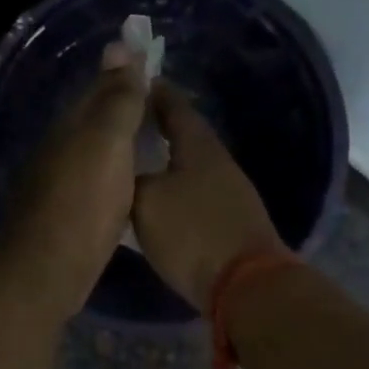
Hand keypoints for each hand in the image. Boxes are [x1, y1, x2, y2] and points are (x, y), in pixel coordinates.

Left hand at [1, 43, 149, 310]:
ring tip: (150, 139)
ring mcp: (58, 184)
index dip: (124, 73)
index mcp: (69, 127)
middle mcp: (59, 149)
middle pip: (94, 120)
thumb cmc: (84, 200)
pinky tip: (127, 183)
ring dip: (117, 142)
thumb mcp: (107, 142)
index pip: (98, 89)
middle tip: (157, 101)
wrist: (50, 266)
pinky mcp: (65, 215)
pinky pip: (94, 182)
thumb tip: (119, 45)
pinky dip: (113, 174)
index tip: (151, 61)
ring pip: (93, 152)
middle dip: (120, 106)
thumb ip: (117, 98)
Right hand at [132, 85, 285, 307]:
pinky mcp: (230, 221)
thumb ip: (130, 179)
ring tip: (135, 162)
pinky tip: (157, 200)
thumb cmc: (192, 232)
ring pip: (189, 166)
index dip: (154, 93)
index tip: (133, 83)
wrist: (245, 284)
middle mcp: (218, 162)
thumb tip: (124, 171)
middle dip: (157, 127)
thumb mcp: (146, 202)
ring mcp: (229, 193)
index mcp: (199, 146)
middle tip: (127, 125)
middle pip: (185, 136)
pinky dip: (174, 188)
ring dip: (166, 161)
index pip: (174, 106)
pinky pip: (194, 193)